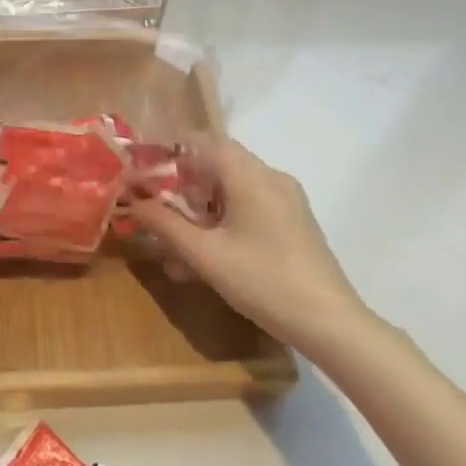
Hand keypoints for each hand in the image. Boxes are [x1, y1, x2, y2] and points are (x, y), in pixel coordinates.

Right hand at [127, 134, 371, 357]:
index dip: (166, 153)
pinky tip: (207, 259)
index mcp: (248, 174)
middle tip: (155, 213)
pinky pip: (249, 207)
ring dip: (199, 211)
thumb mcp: (205, 255)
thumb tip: (133, 202)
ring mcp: (285, 199)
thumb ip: (165, 224)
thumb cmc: (264, 281)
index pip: (199, 141)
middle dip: (180, 187)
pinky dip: (222, 222)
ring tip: (175, 249)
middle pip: (214, 165)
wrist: (332, 324)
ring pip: (230, 190)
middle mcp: (269, 176)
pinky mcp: (293, 222)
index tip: (141, 174)